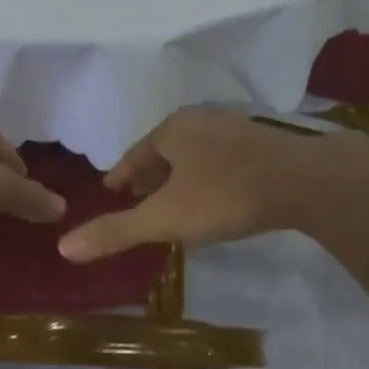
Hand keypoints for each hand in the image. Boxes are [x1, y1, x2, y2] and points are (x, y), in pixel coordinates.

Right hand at [57, 111, 321, 261]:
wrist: (305, 181)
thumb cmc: (225, 194)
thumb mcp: (165, 218)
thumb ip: (116, 232)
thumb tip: (63, 247)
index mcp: (172, 130)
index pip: (134, 153)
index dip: (120, 174)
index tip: (111, 190)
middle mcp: (201, 121)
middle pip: (164, 150)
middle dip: (149, 174)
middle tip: (137, 198)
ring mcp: (235, 129)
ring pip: (195, 153)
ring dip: (179, 175)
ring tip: (174, 200)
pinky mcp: (264, 144)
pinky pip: (222, 159)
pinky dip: (208, 176)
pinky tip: (216, 196)